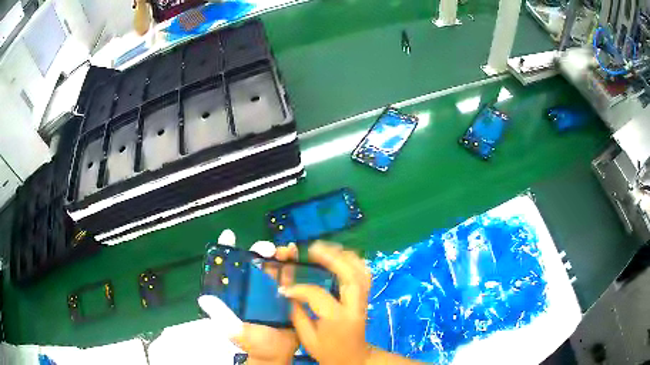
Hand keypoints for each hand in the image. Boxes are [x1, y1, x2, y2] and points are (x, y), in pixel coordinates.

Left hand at [231, 243, 299, 364]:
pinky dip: (293, 263)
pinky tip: (297, 255)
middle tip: (267, 248)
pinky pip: (291, 276)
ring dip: (278, 254)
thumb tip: (204, 299)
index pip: (229, 267)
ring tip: (285, 250)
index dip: (227, 250)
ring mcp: (271, 290)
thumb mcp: (236, 331)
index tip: (229, 235)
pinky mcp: (288, 293)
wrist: (279, 354)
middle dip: (259, 250)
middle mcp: (253, 288)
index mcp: (237, 293)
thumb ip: (223, 317)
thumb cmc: (255, 343)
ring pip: (273, 266)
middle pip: (254, 262)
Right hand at [282, 242, 371, 364]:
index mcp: (337, 319)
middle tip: (311, 248)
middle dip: (331, 258)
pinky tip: (339, 256)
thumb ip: (297, 314)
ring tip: (324, 248)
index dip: (298, 288)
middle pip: (349, 275)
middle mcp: (354, 306)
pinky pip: (363, 273)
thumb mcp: (307, 339)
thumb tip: (287, 292)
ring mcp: (363, 300)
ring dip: (344, 256)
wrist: (354, 358)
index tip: (283, 287)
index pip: (318, 295)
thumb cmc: (328, 351)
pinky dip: (353, 261)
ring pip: (361, 271)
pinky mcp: (365, 297)